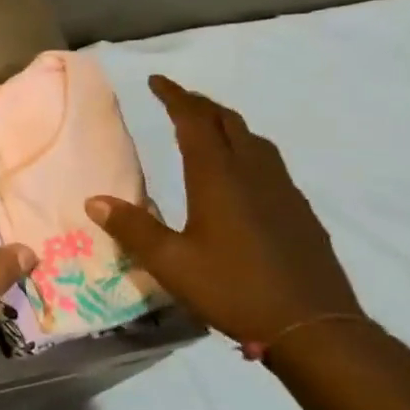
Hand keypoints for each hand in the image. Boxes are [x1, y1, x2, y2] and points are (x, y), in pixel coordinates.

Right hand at [85, 75, 361, 346]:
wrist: (315, 328)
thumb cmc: (234, 289)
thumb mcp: (170, 263)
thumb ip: (132, 228)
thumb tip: (94, 200)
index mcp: (218, 177)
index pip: (194, 121)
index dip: (175, 97)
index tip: (157, 81)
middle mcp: (253, 174)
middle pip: (228, 122)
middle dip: (201, 105)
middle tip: (177, 100)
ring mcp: (283, 192)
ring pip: (254, 141)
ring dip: (227, 125)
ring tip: (208, 129)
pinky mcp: (299, 212)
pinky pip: (270, 164)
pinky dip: (247, 151)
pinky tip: (242, 176)